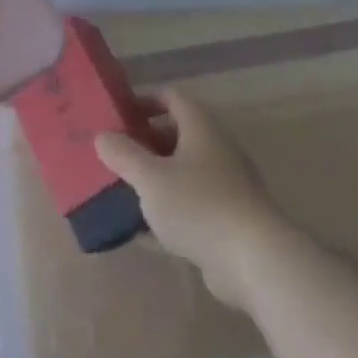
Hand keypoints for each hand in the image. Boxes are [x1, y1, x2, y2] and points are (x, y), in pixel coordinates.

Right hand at [94, 91, 294, 312]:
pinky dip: (168, 212)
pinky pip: (191, 206)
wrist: (255, 260)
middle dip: (145, 142)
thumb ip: (123, 155)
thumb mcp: (151, 178)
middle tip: (115, 155)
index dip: (145, 100)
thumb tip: (102, 136)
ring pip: (183, 173)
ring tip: (123, 191)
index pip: (172, 97)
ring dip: (155, 179)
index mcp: (201, 128)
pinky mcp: (228, 220)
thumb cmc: (199, 206)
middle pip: (177, 134)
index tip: (119, 114)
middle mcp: (216, 150)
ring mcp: (225, 186)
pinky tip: (143, 233)